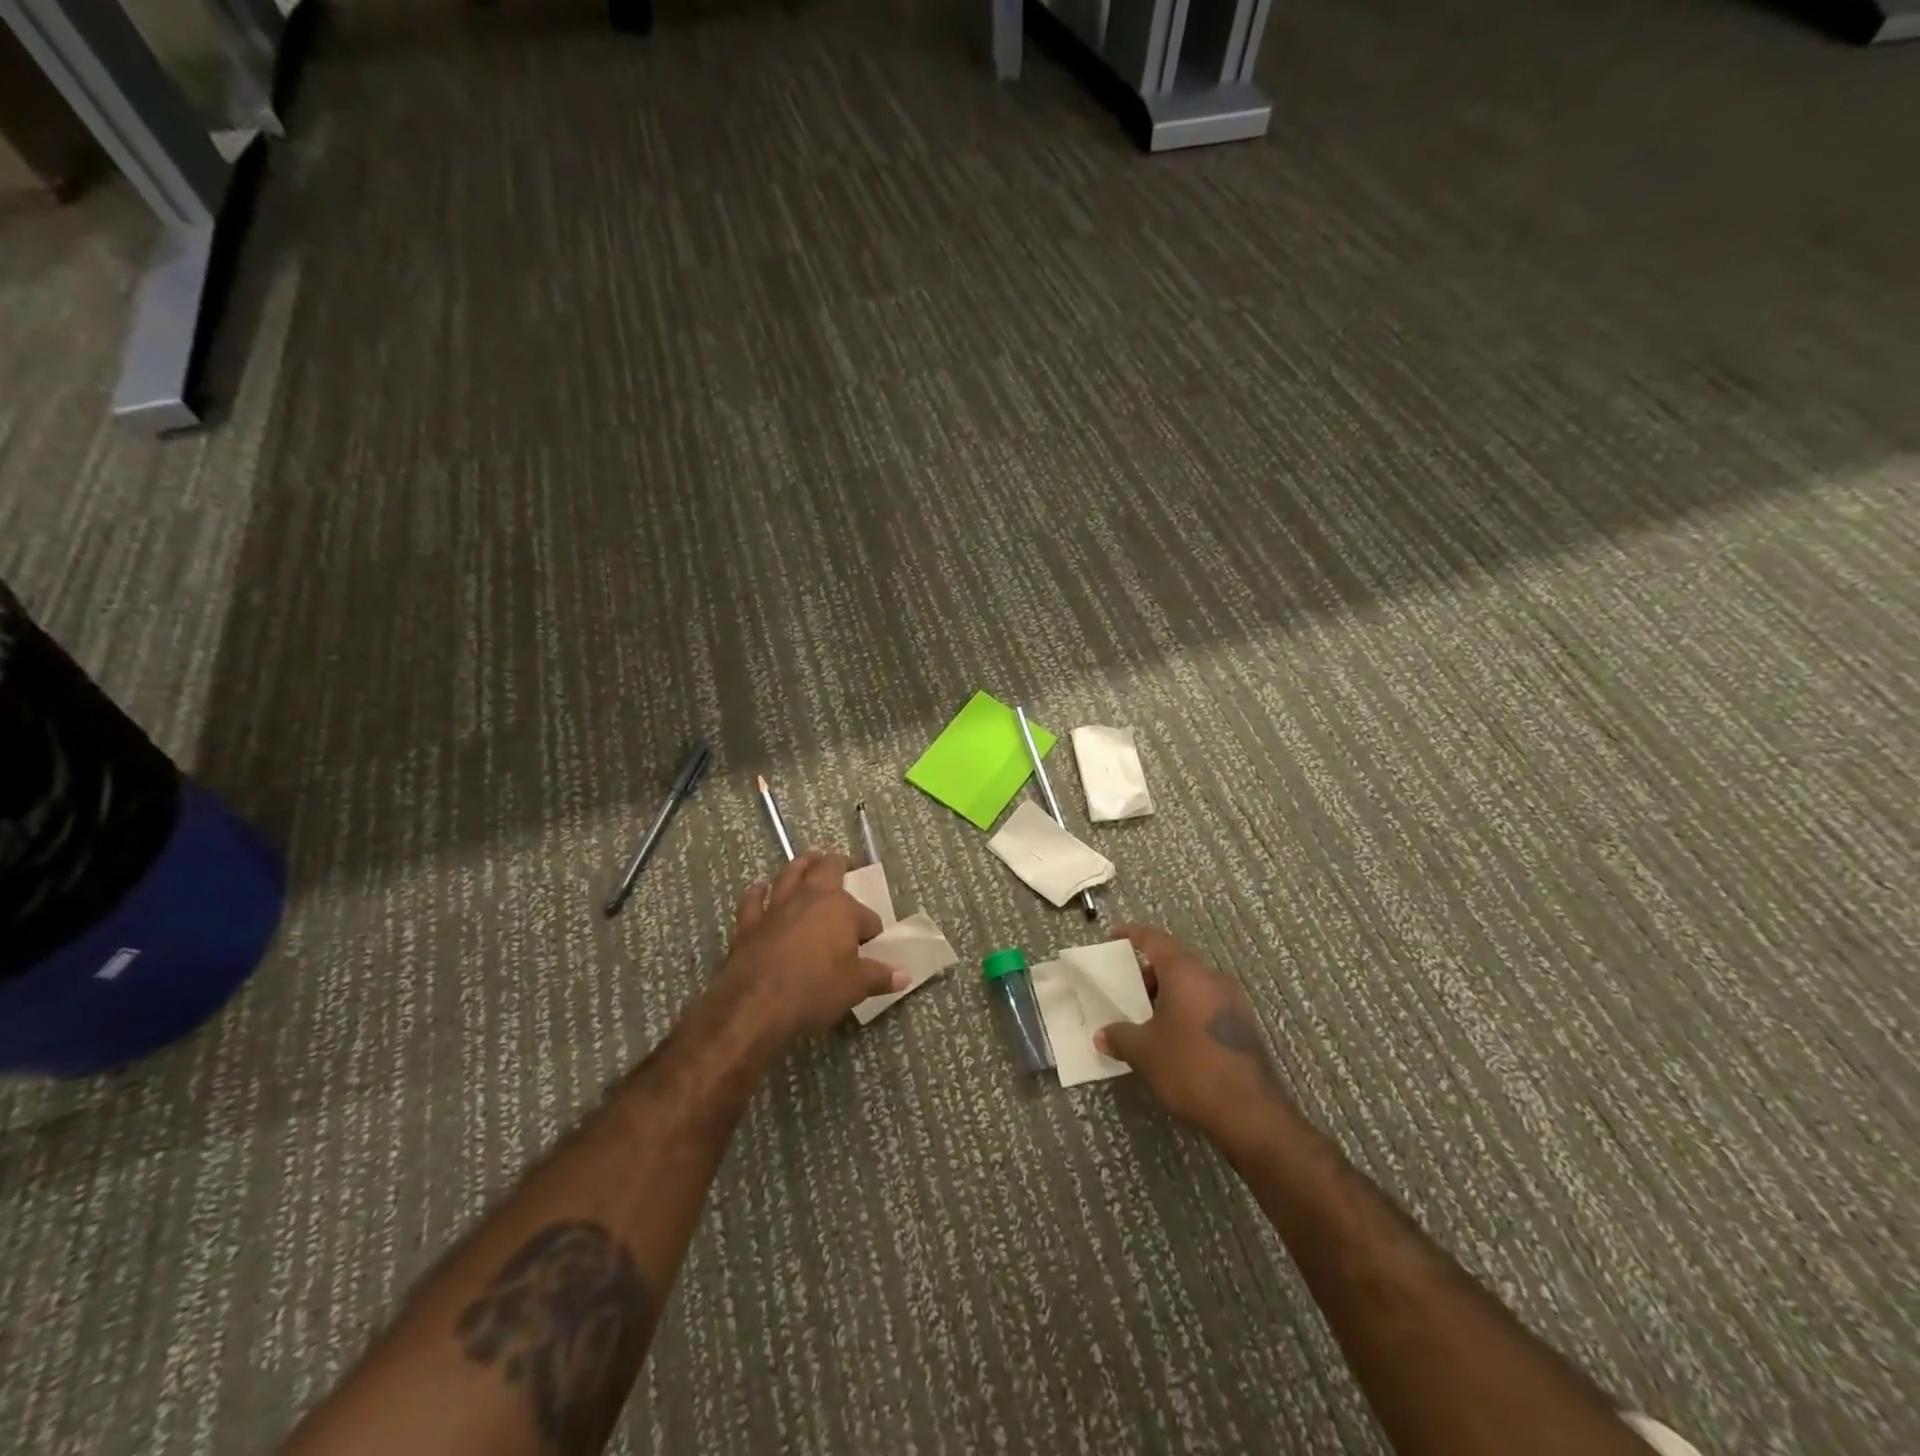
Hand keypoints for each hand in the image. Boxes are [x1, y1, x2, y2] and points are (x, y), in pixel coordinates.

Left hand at [712, 850, 906, 1043]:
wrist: (754, 1006)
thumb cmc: (814, 991)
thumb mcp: (855, 987)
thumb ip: (880, 976)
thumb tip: (904, 975)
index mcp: (841, 909)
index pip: (867, 917)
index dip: (871, 930)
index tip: (872, 944)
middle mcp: (809, 897)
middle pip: (827, 870)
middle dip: (838, 864)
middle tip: (845, 862)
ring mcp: (776, 907)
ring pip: (790, 874)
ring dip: (802, 865)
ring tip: (810, 857)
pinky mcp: (749, 922)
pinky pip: (754, 899)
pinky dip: (758, 891)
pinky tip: (761, 885)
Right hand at [1094, 924, 1296, 1148]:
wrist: (1250, 1112)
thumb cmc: (1190, 1067)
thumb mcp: (1144, 1052)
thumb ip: (1120, 1036)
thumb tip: (1102, 1036)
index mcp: (1186, 972)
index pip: (1155, 940)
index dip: (1132, 935)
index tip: (1114, 936)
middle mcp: (1212, 978)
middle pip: (1176, 963)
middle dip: (1149, 974)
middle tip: (1128, 992)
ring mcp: (1234, 1002)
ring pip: (1193, 985)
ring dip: (1169, 995)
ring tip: (1147, 1019)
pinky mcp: (1244, 1026)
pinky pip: (1207, 1005)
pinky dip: (1187, 1011)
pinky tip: (1174, 1038)